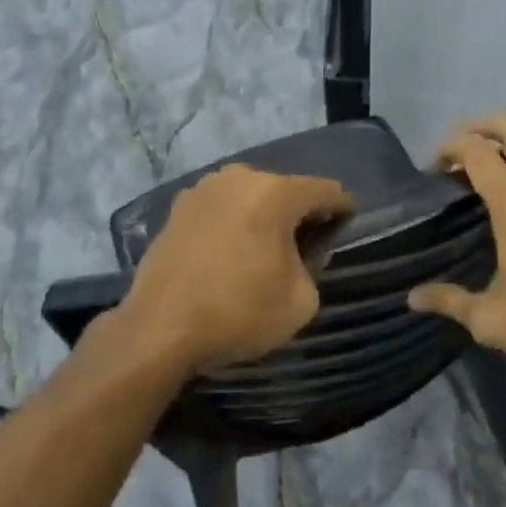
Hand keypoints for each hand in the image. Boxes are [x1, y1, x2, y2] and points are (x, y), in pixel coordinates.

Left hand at [120, 164, 353, 372]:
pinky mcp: (177, 208)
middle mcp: (240, 178)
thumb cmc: (239, 312)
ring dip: (263, 216)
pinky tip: (230, 253)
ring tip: (264, 250)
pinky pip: (220, 208)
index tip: (346, 228)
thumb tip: (301, 252)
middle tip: (305, 246)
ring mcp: (203, 189)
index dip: (343, 209)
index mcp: (276, 192)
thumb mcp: (301, 300)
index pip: (326, 190)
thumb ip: (314, 267)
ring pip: (249, 196)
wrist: (159, 329)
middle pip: (285, 189)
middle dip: (300, 214)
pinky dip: (232, 223)